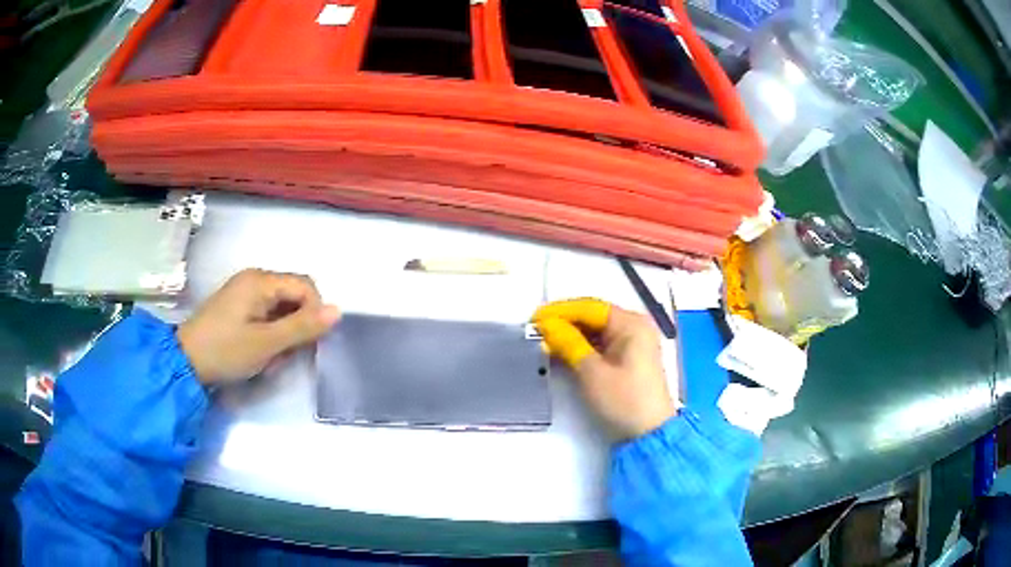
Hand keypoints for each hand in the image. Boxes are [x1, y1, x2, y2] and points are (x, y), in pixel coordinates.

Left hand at [177, 269, 340, 384]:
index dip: (314, 313)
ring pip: (281, 308)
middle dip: (297, 326)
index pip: (305, 287)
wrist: (186, 362)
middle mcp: (254, 279)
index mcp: (260, 281)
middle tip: (285, 354)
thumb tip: (338, 311)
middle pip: (293, 296)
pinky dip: (270, 333)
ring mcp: (244, 292)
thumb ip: (303, 327)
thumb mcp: (267, 344)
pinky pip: (266, 314)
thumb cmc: (226, 351)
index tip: (307, 343)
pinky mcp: (237, 306)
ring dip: (283, 333)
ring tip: (270, 358)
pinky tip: (260, 352)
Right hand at [533, 298, 675, 440]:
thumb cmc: (623, 401)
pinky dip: (581, 347)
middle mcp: (635, 327)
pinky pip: (601, 345)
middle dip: (564, 323)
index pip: (590, 308)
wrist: (649, 435)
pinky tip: (561, 352)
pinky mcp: (628, 359)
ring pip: (596, 331)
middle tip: (535, 331)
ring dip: (571, 335)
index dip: (560, 311)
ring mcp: (633, 343)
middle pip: (594, 317)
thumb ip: (568, 343)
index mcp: (632, 324)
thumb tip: (546, 325)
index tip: (534, 319)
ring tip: (543, 341)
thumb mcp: (592, 372)